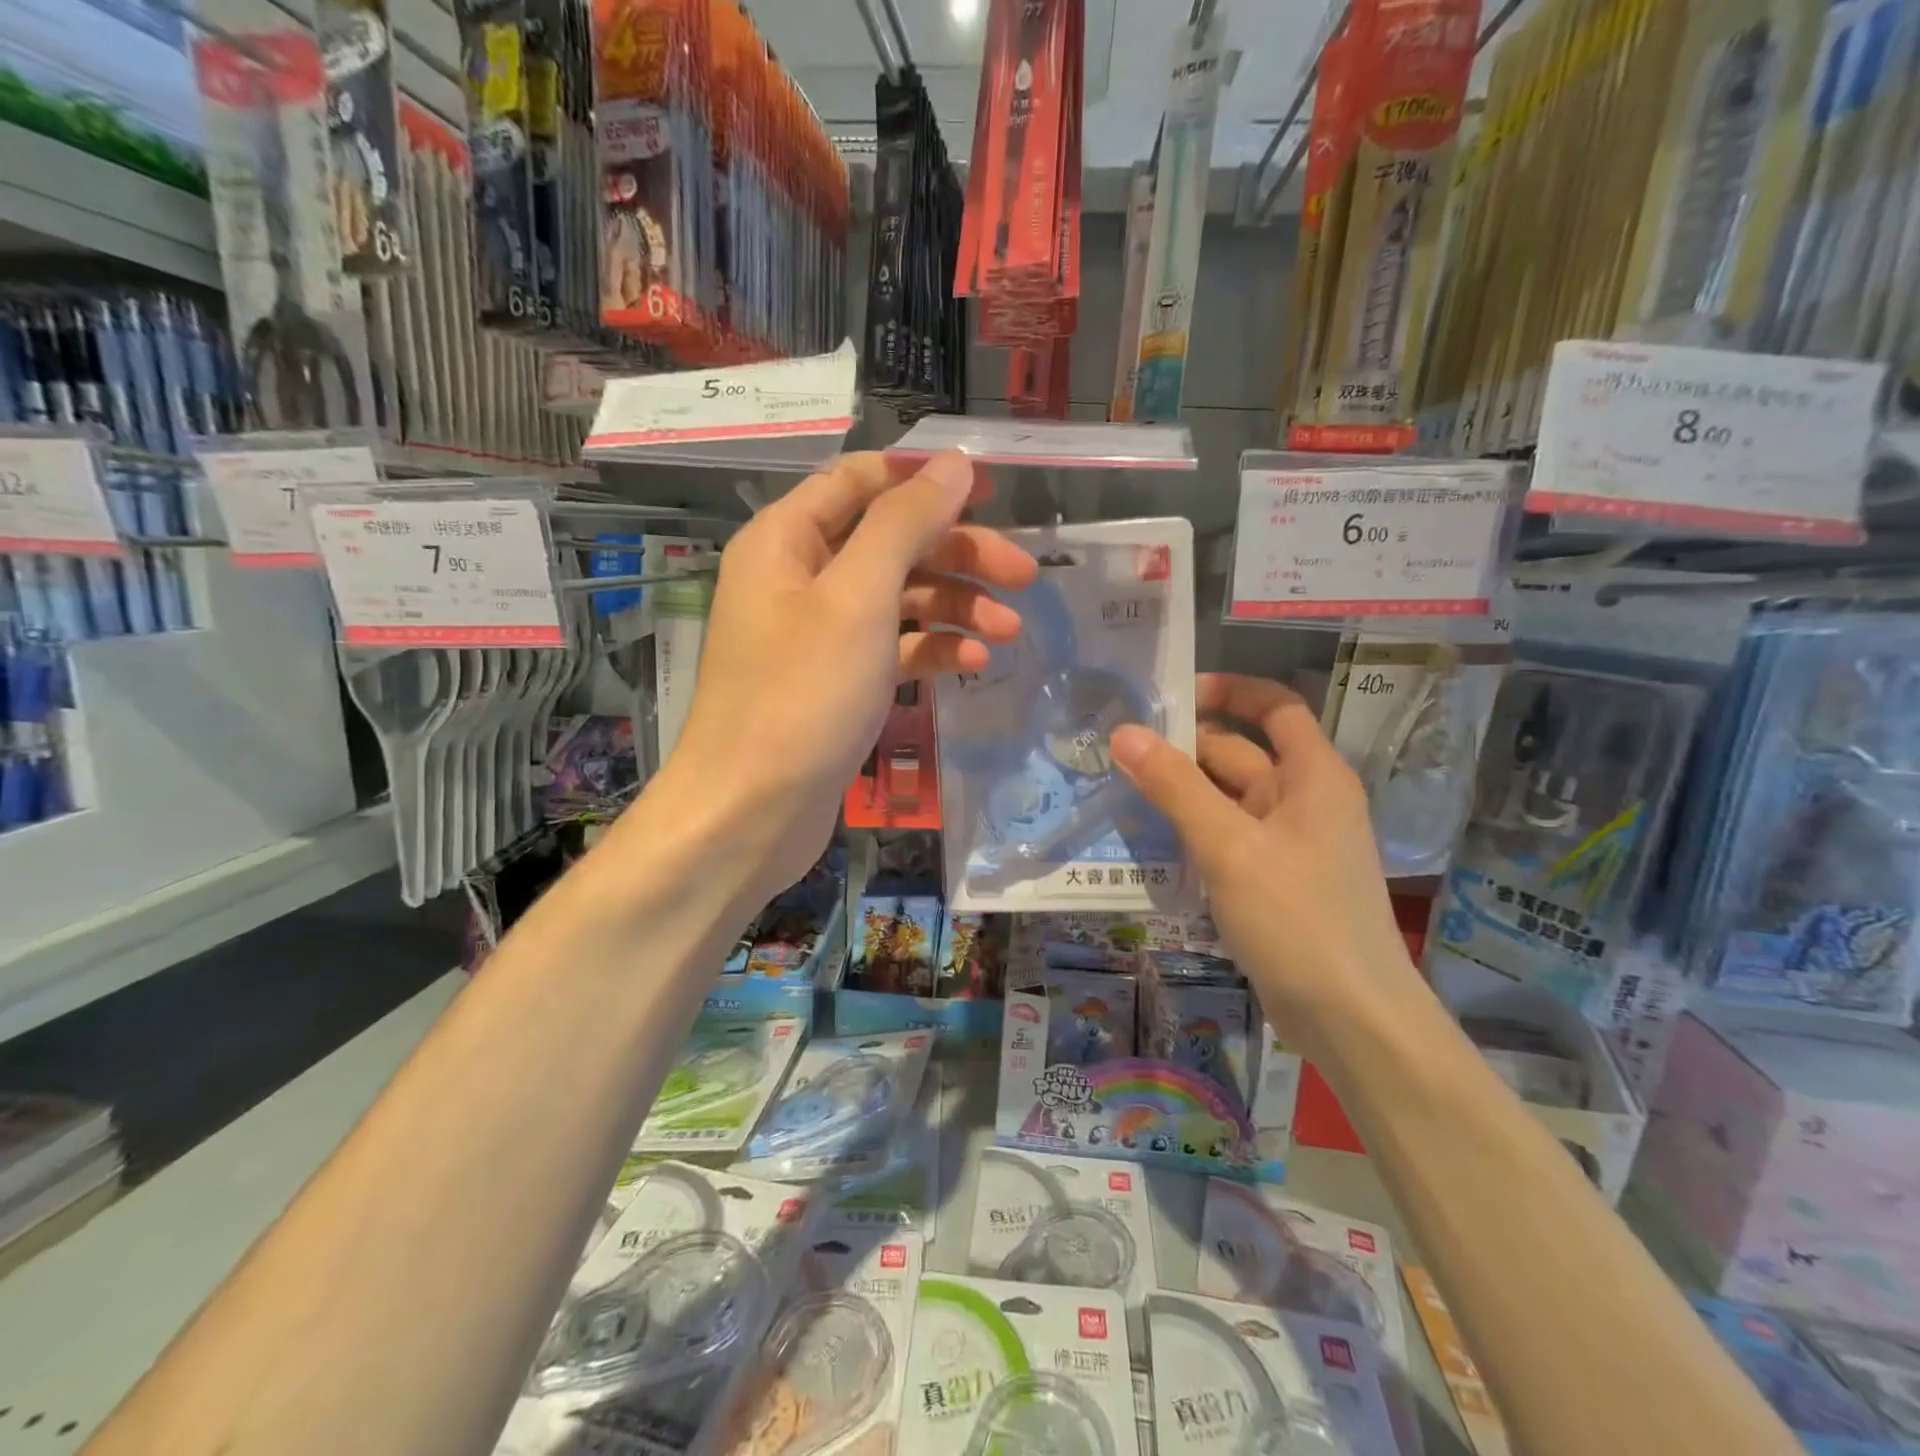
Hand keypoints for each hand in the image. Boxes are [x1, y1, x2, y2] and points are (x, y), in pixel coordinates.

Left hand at [647, 451, 1036, 905]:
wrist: (750, 813)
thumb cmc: (801, 696)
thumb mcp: (857, 598)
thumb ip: (904, 523)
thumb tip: (954, 464)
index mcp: (788, 539)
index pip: (861, 481)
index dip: (926, 479)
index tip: (992, 491)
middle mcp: (800, 578)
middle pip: (890, 542)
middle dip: (958, 552)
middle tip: (1024, 576)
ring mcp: (820, 634)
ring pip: (899, 598)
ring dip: (956, 606)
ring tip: (1009, 631)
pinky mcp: (838, 683)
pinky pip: (894, 648)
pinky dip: (934, 649)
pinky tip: (975, 666)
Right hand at [1110, 675, 1426, 1057]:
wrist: (1351, 1018)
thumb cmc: (1297, 919)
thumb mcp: (1229, 846)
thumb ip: (1175, 786)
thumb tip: (1124, 732)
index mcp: (1313, 776)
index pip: (1275, 706)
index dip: (1229, 690)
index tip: (1172, 693)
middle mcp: (1305, 800)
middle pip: (1242, 753)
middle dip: (1186, 747)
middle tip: (1120, 748)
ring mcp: (1291, 843)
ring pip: (1229, 799)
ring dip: (1184, 792)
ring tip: (1122, 787)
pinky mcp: (1275, 880)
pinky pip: (1229, 837)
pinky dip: (1195, 830)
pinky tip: (1153, 839)